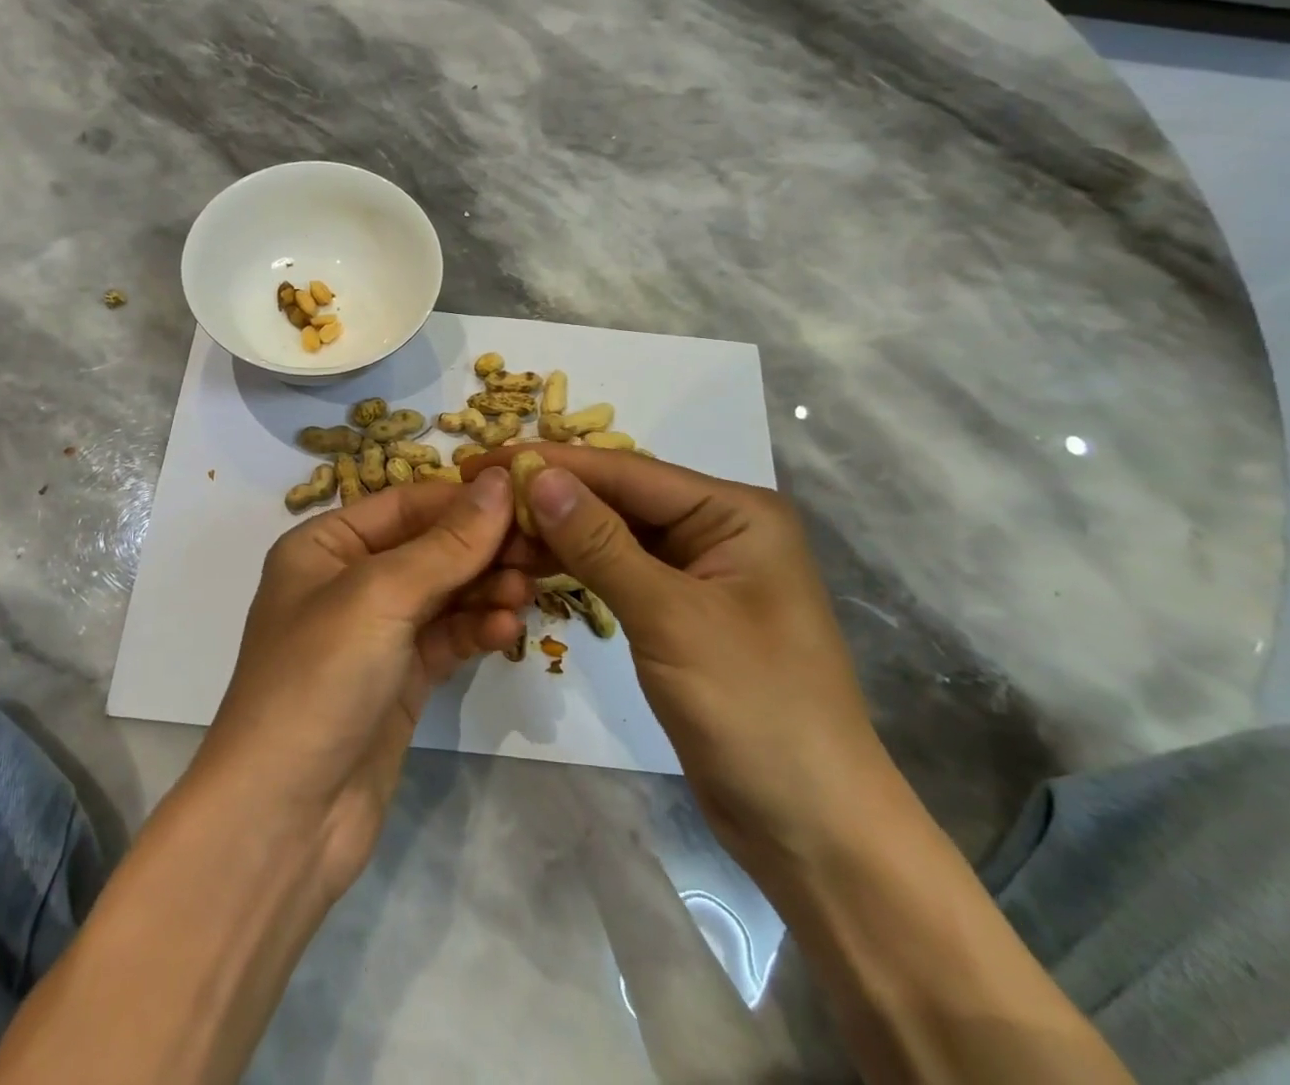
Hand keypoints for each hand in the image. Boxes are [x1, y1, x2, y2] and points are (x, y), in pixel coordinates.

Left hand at [194, 468, 527, 898]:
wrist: (284, 819)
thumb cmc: (319, 679)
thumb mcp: (381, 596)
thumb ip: (447, 543)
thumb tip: (500, 482)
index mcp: (324, 545)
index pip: (405, 504)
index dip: (463, 498)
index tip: (526, 498)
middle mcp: (347, 581)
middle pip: (429, 547)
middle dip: (481, 548)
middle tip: (540, 550)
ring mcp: (375, 634)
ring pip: (444, 593)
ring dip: (486, 590)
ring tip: (525, 593)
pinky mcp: (399, 679)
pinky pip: (447, 638)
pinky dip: (477, 630)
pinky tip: (507, 632)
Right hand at [470, 447, 892, 872]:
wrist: (811, 829)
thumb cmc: (753, 709)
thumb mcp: (670, 618)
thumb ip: (600, 542)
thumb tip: (536, 476)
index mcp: (735, 511)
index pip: (628, 471)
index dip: (553, 463)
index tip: (484, 460)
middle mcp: (718, 528)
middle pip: (620, 498)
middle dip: (551, 496)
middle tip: (477, 495)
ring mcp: (699, 571)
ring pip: (614, 534)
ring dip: (557, 532)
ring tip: (491, 532)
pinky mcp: (681, 610)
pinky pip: (619, 571)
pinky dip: (576, 567)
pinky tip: (529, 563)